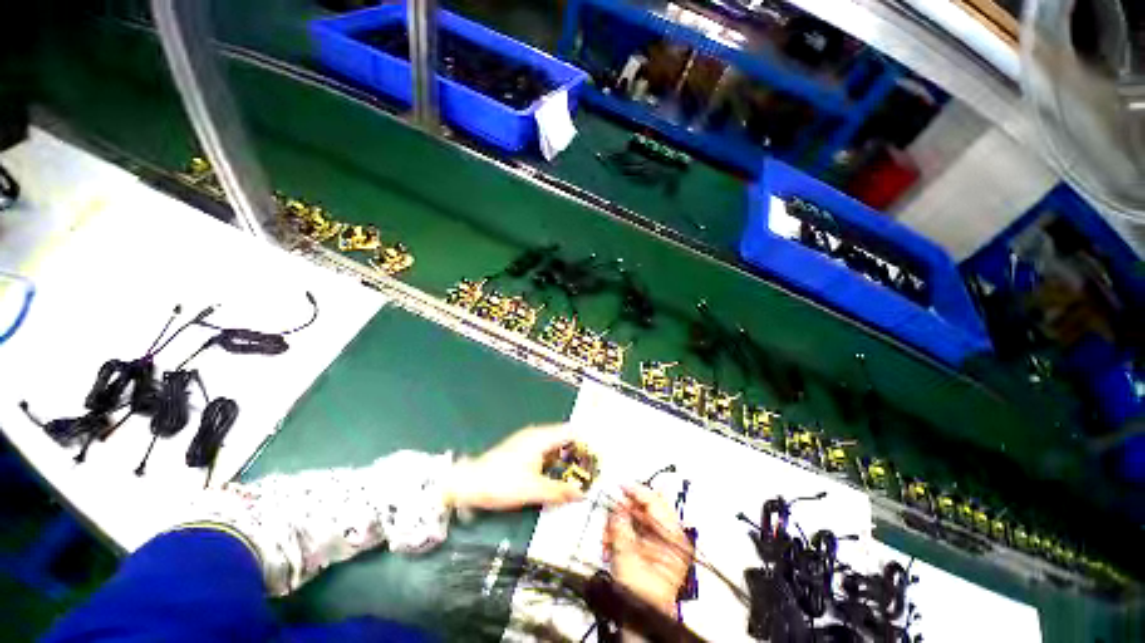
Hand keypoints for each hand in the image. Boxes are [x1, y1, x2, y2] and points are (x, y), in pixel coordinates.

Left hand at [445, 424, 586, 511]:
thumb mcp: (533, 490)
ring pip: (554, 446)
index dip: (586, 441)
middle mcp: (536, 435)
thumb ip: (559, 491)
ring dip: (566, 458)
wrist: (468, 483)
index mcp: (541, 437)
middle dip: (578, 452)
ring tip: (578, 474)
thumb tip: (581, 494)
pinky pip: (545, 452)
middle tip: (590, 469)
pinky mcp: (521, 450)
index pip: (571, 431)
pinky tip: (557, 476)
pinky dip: (554, 461)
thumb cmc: (501, 482)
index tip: (597, 455)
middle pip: (564, 438)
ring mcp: (528, 441)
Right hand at [604, 483, 692, 616]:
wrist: (642, 622)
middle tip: (609, 518)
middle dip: (623, 511)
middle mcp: (670, 536)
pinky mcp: (651, 547)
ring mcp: (661, 541)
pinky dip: (620, 531)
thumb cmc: (641, 596)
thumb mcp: (627, 558)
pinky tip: (611, 543)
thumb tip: (616, 505)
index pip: (656, 501)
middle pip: (645, 508)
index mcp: (673, 537)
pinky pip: (634, 528)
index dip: (636, 491)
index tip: (620, 486)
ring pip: (636, 517)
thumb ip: (621, 527)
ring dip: (618, 523)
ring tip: (607, 538)